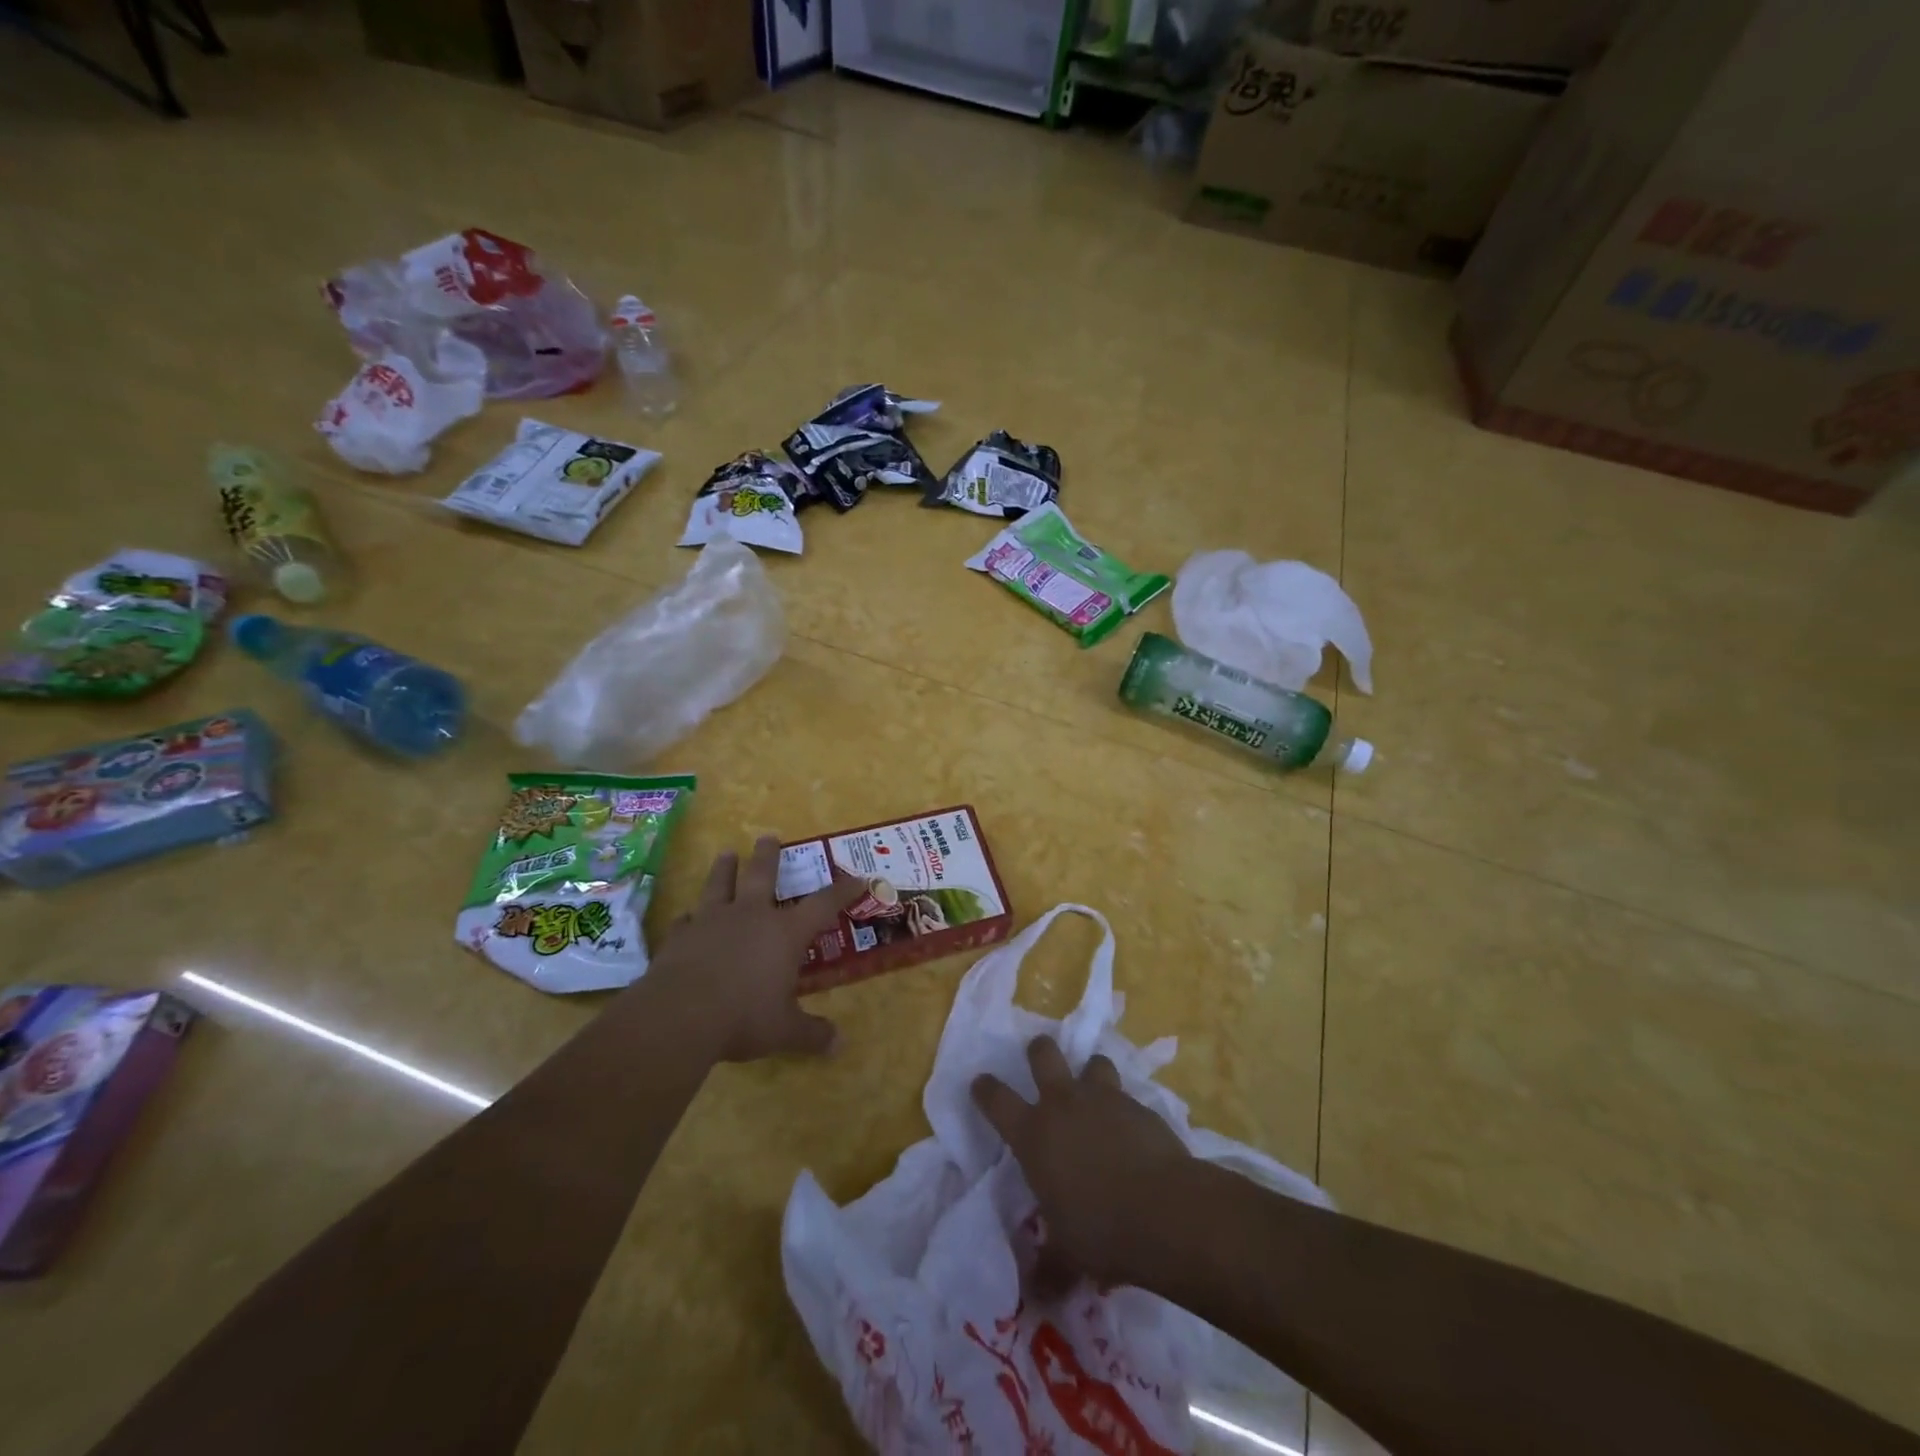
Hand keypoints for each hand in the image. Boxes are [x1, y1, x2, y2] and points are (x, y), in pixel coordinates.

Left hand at [646, 837, 865, 1063]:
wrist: (679, 1015)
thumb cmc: (744, 1017)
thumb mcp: (785, 1030)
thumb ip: (812, 1034)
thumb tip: (839, 1046)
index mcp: (784, 933)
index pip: (823, 904)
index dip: (842, 890)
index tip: (858, 877)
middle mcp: (751, 916)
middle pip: (762, 875)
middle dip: (768, 856)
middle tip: (768, 836)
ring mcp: (712, 921)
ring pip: (721, 885)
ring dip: (725, 868)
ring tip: (726, 854)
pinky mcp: (680, 936)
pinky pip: (687, 920)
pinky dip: (691, 917)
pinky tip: (688, 917)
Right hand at [973, 1036, 1192, 1289]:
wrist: (1163, 1211)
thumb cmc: (1100, 1231)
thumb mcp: (1067, 1256)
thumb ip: (1048, 1268)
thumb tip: (1036, 1297)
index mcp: (1033, 1134)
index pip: (997, 1100)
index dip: (985, 1089)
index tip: (981, 1083)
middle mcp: (1063, 1104)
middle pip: (1043, 1054)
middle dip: (1039, 1051)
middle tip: (1040, 1057)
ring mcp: (1104, 1098)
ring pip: (1092, 1061)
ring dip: (1091, 1073)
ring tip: (1096, 1090)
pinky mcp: (1140, 1105)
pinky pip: (1128, 1095)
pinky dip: (1127, 1108)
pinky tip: (1135, 1131)